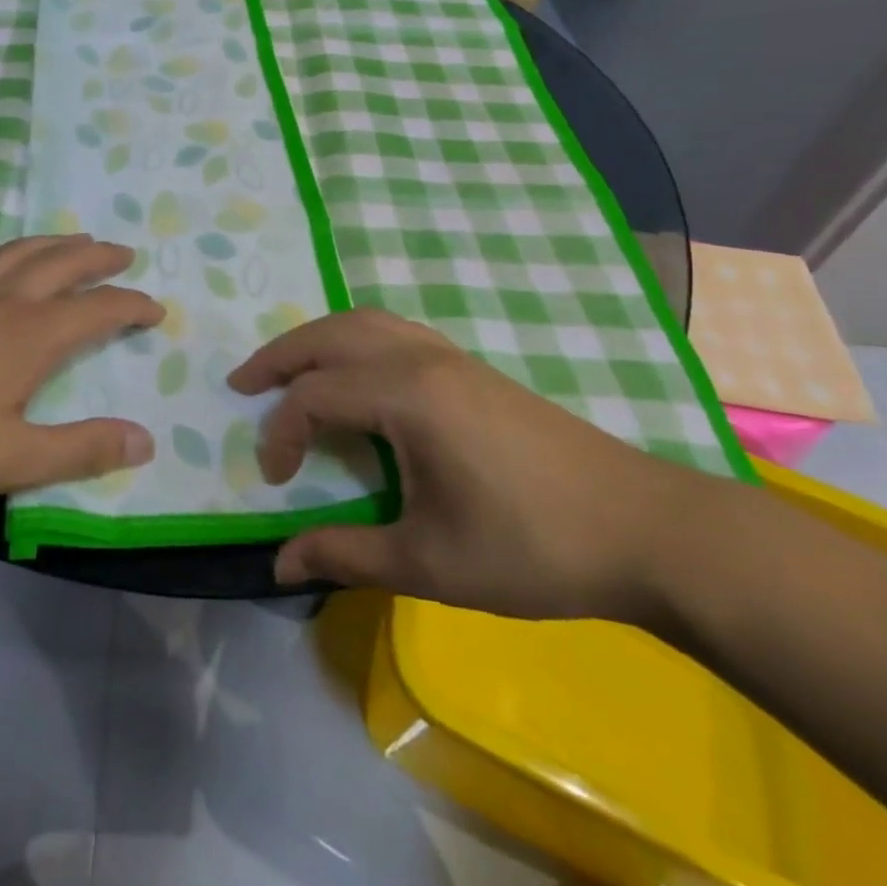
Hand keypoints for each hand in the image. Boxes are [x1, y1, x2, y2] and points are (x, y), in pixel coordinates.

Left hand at [0, 235, 161, 507]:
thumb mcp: (12, 458)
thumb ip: (81, 449)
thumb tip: (145, 439)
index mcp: (33, 335)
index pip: (99, 310)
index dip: (133, 306)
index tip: (156, 310)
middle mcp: (4, 301)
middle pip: (63, 264)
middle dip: (99, 258)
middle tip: (124, 254)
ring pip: (20, 253)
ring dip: (55, 244)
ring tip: (75, 239)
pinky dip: (2, 253)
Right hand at [230, 309, 711, 624]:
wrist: (645, 530)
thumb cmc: (532, 548)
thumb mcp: (429, 562)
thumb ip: (345, 555)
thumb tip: (277, 564)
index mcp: (408, 395)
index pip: (316, 396)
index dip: (282, 434)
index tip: (274, 479)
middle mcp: (422, 358)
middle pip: (331, 335)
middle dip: (279, 356)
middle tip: (241, 384)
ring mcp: (451, 355)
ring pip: (364, 322)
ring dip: (317, 340)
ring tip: (287, 370)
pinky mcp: (471, 367)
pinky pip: (393, 331)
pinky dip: (354, 340)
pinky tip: (354, 374)